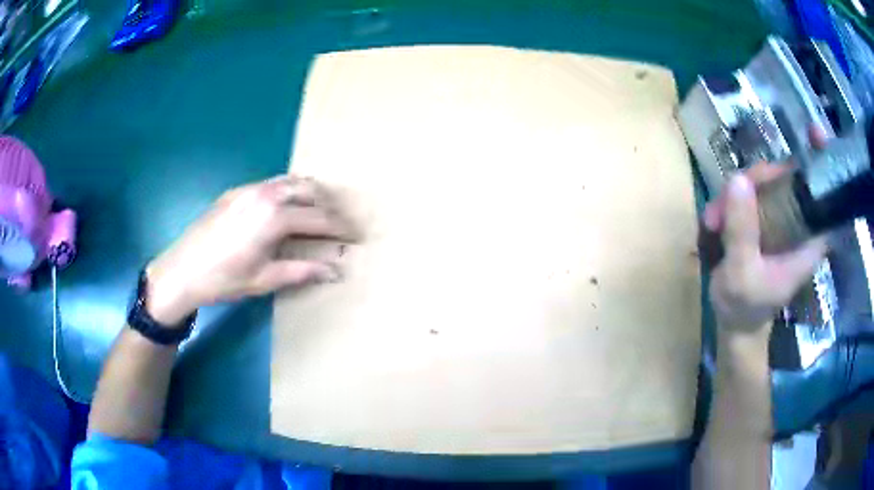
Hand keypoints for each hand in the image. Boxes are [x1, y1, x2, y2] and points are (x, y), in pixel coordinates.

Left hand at [144, 175, 355, 324]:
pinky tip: (287, 208)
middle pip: (310, 190)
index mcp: (274, 217)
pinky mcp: (236, 191)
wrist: (182, 270)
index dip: (342, 228)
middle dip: (330, 205)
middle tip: (341, 224)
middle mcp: (265, 194)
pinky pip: (272, 183)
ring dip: (310, 194)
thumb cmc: (224, 280)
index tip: (357, 236)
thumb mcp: (265, 280)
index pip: (319, 219)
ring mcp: (249, 189)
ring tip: (320, 212)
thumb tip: (337, 270)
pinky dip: (289, 191)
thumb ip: (303, 271)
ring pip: (290, 181)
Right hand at [703, 164, 827, 331]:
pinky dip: (732, 199)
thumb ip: (743, 231)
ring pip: (766, 181)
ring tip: (712, 218)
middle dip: (759, 177)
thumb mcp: (741, 274)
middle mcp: (800, 224)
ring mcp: (783, 219)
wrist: (735, 324)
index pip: (825, 197)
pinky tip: (714, 218)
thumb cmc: (745, 307)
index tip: (816, 133)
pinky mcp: (767, 219)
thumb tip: (738, 180)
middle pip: (788, 176)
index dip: (824, 163)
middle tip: (730, 192)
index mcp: (809, 241)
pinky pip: (752, 191)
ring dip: (738, 190)